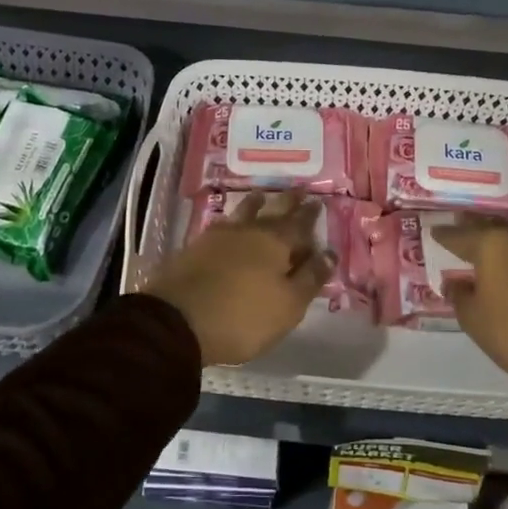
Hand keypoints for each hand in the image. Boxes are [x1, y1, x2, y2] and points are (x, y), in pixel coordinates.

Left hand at [145, 192, 334, 368]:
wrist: (177, 320)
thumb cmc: (242, 316)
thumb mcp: (288, 305)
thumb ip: (310, 278)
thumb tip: (329, 253)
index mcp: (276, 243)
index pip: (299, 224)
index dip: (310, 214)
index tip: (317, 201)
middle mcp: (248, 231)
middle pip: (272, 211)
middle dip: (287, 201)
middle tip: (297, 188)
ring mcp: (218, 237)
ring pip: (243, 213)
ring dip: (255, 204)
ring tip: (261, 195)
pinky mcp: (195, 248)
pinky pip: (221, 225)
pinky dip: (232, 220)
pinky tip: (229, 222)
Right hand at [433, 215, 507, 395]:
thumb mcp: (472, 318)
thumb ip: (459, 296)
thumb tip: (455, 284)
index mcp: (492, 246)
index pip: (461, 234)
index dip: (445, 234)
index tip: (434, 231)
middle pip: (492, 227)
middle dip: (474, 227)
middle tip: (460, 227)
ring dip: (500, 244)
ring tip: (486, 252)